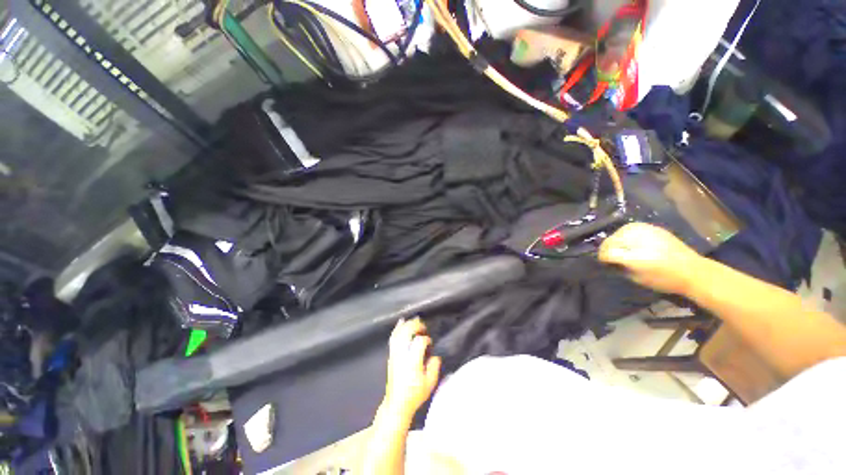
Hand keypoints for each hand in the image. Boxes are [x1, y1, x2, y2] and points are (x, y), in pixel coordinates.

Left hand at [381, 318, 441, 422]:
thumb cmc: (415, 394)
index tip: (430, 343)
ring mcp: (395, 354)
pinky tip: (401, 322)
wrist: (397, 403)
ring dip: (407, 325)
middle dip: (416, 326)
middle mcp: (402, 355)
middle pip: (407, 332)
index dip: (426, 339)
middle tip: (423, 326)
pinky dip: (397, 328)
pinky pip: (393, 338)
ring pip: (399, 333)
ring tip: (415, 320)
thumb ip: (434, 367)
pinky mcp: (391, 355)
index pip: (419, 342)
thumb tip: (435, 355)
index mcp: (412, 361)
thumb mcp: (430, 383)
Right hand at [598, 222, 703, 294]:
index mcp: (633, 257)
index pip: (606, 253)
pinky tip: (631, 242)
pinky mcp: (650, 226)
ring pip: (617, 233)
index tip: (604, 263)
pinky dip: (625, 235)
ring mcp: (644, 230)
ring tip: (621, 249)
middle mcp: (637, 240)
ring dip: (616, 241)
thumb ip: (619, 267)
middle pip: (609, 241)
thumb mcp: (636, 278)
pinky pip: (629, 229)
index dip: (602, 258)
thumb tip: (608, 260)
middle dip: (607, 249)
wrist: (692, 270)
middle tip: (611, 257)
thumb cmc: (664, 280)